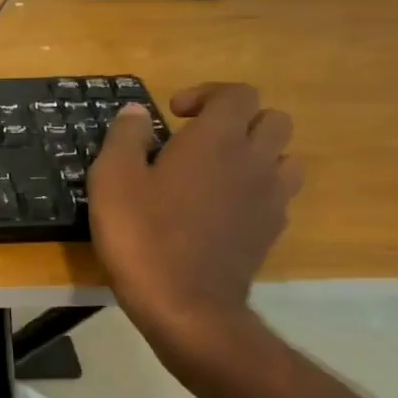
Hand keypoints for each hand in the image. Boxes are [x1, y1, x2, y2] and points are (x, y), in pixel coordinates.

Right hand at [89, 83, 302, 352]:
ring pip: (285, 156)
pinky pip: (278, 194)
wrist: (185, 304)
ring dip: (257, 154)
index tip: (175, 115)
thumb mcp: (112, 180)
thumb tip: (136, 112)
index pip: (237, 94)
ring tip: (219, 171)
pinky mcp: (272, 230)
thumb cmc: (142, 235)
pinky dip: (257, 189)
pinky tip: (223, 208)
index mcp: (216, 140)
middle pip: (272, 119)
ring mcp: (270, 197)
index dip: (207, 94)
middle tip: (199, 139)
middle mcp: (254, 160)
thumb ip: (125, 137)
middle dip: (239, 120)